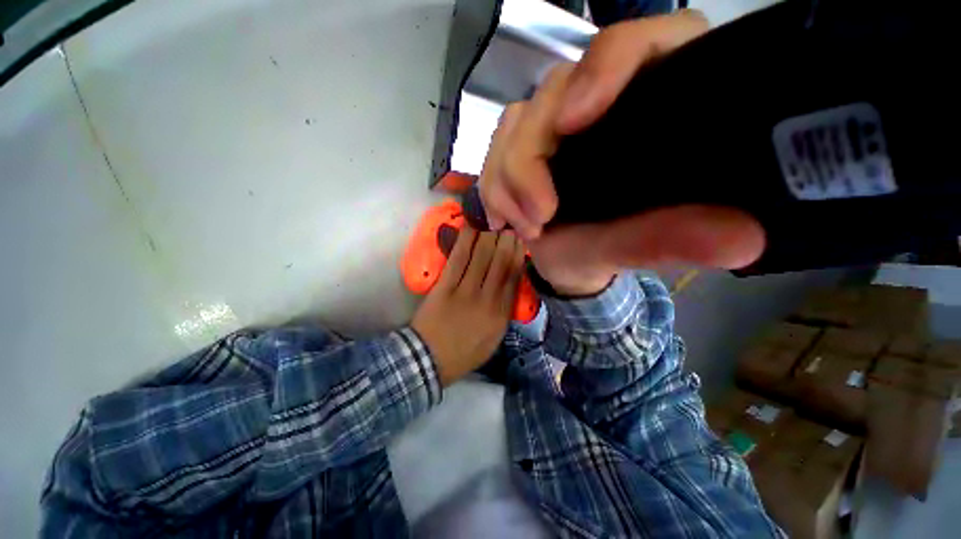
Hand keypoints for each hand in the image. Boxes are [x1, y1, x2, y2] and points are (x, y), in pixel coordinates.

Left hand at [411, 227, 525, 385]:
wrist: (430, 360)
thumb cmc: (465, 352)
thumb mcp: (493, 339)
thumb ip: (504, 312)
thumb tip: (510, 285)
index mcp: (500, 314)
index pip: (513, 278)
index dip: (518, 256)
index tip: (520, 240)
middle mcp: (487, 299)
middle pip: (500, 263)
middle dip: (506, 241)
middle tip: (509, 223)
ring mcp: (465, 292)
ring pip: (481, 258)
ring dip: (489, 237)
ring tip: (494, 221)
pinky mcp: (445, 287)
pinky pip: (458, 260)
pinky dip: (465, 242)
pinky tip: (471, 228)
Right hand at [478, 11, 764, 295]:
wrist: (568, 260)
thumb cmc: (605, 249)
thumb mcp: (634, 247)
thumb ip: (672, 239)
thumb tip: (742, 241)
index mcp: (650, 106)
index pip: (641, 43)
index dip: (607, 66)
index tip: (574, 122)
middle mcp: (599, 101)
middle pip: (554, 94)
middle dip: (531, 164)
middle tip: (540, 219)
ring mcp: (552, 121)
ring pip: (514, 125)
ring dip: (508, 184)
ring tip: (528, 228)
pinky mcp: (520, 143)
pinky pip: (491, 151)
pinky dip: (493, 189)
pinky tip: (505, 219)